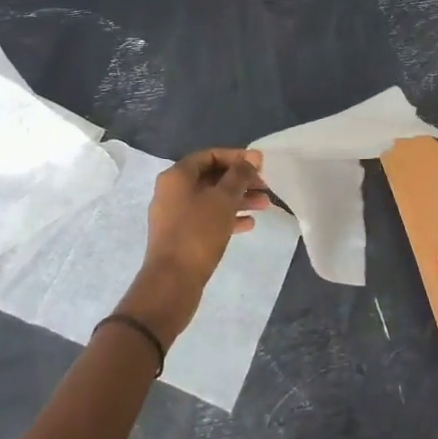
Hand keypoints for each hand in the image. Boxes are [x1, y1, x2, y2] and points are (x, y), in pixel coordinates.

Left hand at [116, 148, 270, 344]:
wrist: (172, 283)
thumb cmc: (198, 233)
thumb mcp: (223, 199)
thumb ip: (239, 175)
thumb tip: (252, 157)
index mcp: (177, 176)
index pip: (210, 155)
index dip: (237, 157)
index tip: (260, 165)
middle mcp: (172, 191)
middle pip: (211, 177)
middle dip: (240, 181)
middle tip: (266, 187)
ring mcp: (175, 215)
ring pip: (211, 199)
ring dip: (238, 199)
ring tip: (265, 206)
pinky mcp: (181, 236)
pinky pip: (207, 218)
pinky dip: (227, 217)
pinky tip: (249, 224)